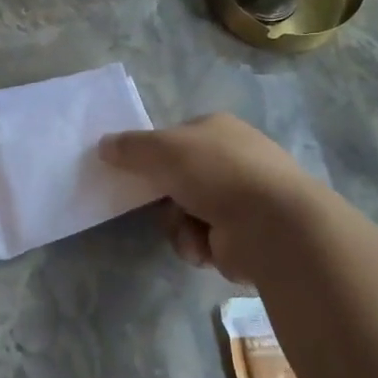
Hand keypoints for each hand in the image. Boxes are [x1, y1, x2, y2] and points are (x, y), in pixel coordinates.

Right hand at [99, 114, 316, 284]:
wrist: (273, 225)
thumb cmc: (217, 173)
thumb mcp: (162, 149)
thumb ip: (129, 147)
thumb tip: (103, 145)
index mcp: (218, 129)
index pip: (174, 138)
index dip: (152, 155)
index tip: (134, 172)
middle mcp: (232, 160)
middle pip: (175, 180)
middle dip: (165, 199)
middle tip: (159, 205)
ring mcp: (241, 199)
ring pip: (184, 214)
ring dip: (179, 226)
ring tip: (192, 231)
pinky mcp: (244, 236)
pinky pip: (201, 240)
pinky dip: (198, 245)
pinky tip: (209, 247)